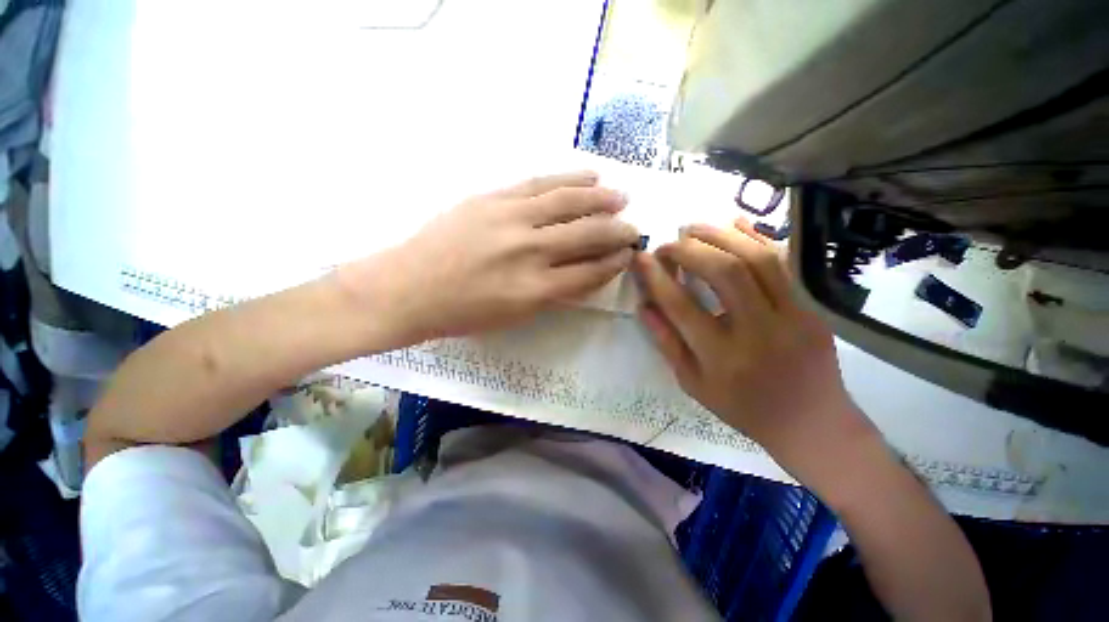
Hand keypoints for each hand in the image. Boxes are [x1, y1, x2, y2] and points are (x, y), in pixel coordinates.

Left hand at [343, 171, 638, 342]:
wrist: (408, 288)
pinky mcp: (493, 198)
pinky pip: (540, 183)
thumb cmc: (462, 313)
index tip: (627, 255)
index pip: (589, 272)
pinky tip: (589, 176)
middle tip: (633, 228)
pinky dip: (569, 179)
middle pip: (587, 234)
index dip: (613, 263)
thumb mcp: (513, 316)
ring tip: (620, 196)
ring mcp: (510, 219)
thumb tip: (582, 272)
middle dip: (617, 231)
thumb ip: (552, 293)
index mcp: (534, 290)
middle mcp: (529, 251)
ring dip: (601, 199)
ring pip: (568, 202)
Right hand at [633, 219, 878, 484]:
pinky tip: (735, 223)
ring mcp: (794, 317)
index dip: (657, 277)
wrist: (812, 423)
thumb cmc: (743, 408)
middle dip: (690, 250)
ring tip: (693, 228)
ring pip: (758, 259)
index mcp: (723, 359)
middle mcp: (759, 333)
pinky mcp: (812, 308)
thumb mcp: (694, 384)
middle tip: (668, 243)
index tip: (641, 257)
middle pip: (725, 273)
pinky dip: (756, 237)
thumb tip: (644, 305)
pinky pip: (783, 264)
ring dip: (721, 235)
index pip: (682, 307)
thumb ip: (667, 342)